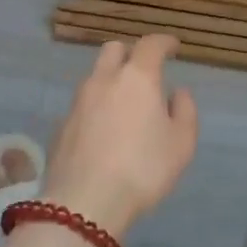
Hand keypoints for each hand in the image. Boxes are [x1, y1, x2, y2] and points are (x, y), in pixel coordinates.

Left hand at [42, 35, 198, 239]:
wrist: (84, 205)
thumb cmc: (142, 169)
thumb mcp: (181, 144)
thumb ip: (185, 111)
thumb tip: (178, 92)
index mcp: (137, 77)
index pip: (151, 44)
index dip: (164, 42)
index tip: (174, 46)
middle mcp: (104, 80)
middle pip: (114, 50)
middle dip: (131, 53)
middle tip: (145, 71)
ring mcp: (78, 101)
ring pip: (95, 76)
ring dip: (111, 81)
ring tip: (124, 105)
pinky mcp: (61, 125)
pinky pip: (83, 105)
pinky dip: (96, 108)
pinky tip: (103, 132)